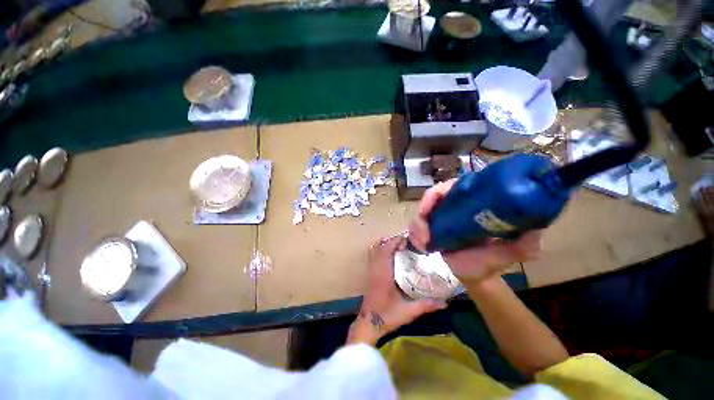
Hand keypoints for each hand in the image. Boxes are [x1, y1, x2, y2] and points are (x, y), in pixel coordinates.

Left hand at [347, 235, 446, 345]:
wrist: (368, 324)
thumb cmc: (387, 315)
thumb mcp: (408, 311)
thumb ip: (426, 306)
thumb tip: (445, 303)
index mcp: (384, 273)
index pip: (387, 250)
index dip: (395, 241)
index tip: (406, 238)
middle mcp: (376, 268)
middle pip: (379, 246)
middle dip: (391, 240)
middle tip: (405, 242)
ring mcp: (370, 270)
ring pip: (374, 249)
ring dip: (384, 244)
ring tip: (397, 245)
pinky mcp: (369, 274)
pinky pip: (372, 255)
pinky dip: (379, 250)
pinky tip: (389, 255)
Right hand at [409, 179, 542, 282]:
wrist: (473, 274)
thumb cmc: (490, 261)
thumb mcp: (511, 253)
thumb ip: (524, 245)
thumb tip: (534, 232)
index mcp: (473, 203)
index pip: (456, 186)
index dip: (441, 190)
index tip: (433, 205)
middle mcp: (455, 205)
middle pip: (434, 196)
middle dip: (425, 209)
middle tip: (424, 230)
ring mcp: (441, 216)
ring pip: (422, 211)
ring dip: (418, 225)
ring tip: (422, 242)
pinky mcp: (431, 227)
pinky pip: (417, 224)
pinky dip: (415, 232)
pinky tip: (420, 244)